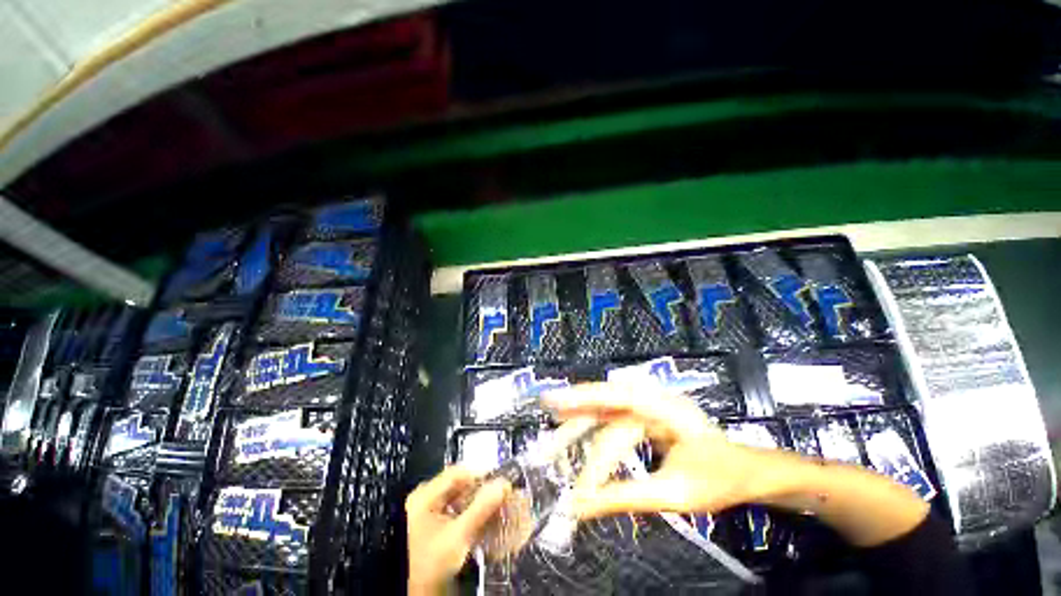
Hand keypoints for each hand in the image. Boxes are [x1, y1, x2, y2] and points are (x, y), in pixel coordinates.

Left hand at [406, 467, 509, 594]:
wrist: (418, 592)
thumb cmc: (431, 565)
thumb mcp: (458, 537)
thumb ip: (481, 509)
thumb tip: (502, 485)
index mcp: (425, 496)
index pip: (457, 473)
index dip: (480, 475)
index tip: (500, 482)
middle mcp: (424, 498)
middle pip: (458, 485)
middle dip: (481, 491)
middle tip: (500, 496)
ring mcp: (427, 510)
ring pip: (458, 497)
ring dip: (477, 502)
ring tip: (495, 508)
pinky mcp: (432, 522)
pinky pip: (454, 508)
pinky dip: (469, 512)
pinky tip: (482, 520)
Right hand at [549, 383, 777, 519]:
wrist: (744, 471)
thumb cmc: (717, 480)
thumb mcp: (673, 494)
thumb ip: (623, 497)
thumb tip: (579, 506)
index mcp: (665, 408)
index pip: (615, 404)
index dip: (583, 408)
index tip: (557, 424)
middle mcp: (653, 398)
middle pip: (606, 401)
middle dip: (575, 410)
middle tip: (547, 416)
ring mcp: (649, 404)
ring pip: (606, 409)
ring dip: (580, 422)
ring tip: (554, 435)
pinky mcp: (644, 414)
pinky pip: (612, 417)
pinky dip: (592, 425)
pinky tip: (575, 427)